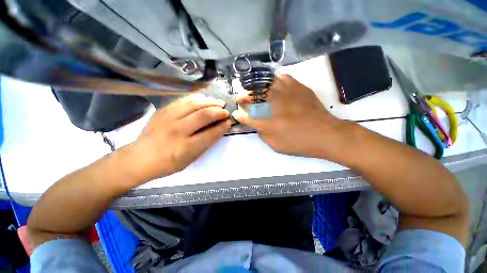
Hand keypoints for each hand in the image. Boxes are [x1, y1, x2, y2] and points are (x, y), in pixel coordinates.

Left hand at [125, 94, 230, 182]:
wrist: (140, 157)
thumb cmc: (169, 163)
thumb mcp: (191, 159)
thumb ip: (206, 143)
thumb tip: (218, 128)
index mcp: (187, 147)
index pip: (211, 133)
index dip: (223, 127)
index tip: (229, 122)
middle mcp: (178, 131)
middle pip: (204, 115)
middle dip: (219, 112)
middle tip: (225, 111)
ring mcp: (169, 118)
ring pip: (194, 104)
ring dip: (210, 102)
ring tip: (218, 103)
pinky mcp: (163, 111)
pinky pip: (183, 100)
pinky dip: (197, 98)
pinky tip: (204, 99)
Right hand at [232, 75, 349, 158]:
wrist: (326, 134)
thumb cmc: (300, 143)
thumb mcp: (276, 145)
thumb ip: (263, 134)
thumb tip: (257, 124)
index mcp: (268, 123)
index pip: (247, 117)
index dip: (239, 115)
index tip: (236, 113)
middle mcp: (274, 106)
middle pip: (252, 97)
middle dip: (242, 98)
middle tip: (239, 98)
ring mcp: (286, 93)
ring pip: (264, 85)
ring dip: (254, 88)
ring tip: (251, 90)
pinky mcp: (297, 87)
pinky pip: (281, 78)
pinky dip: (273, 81)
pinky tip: (271, 85)